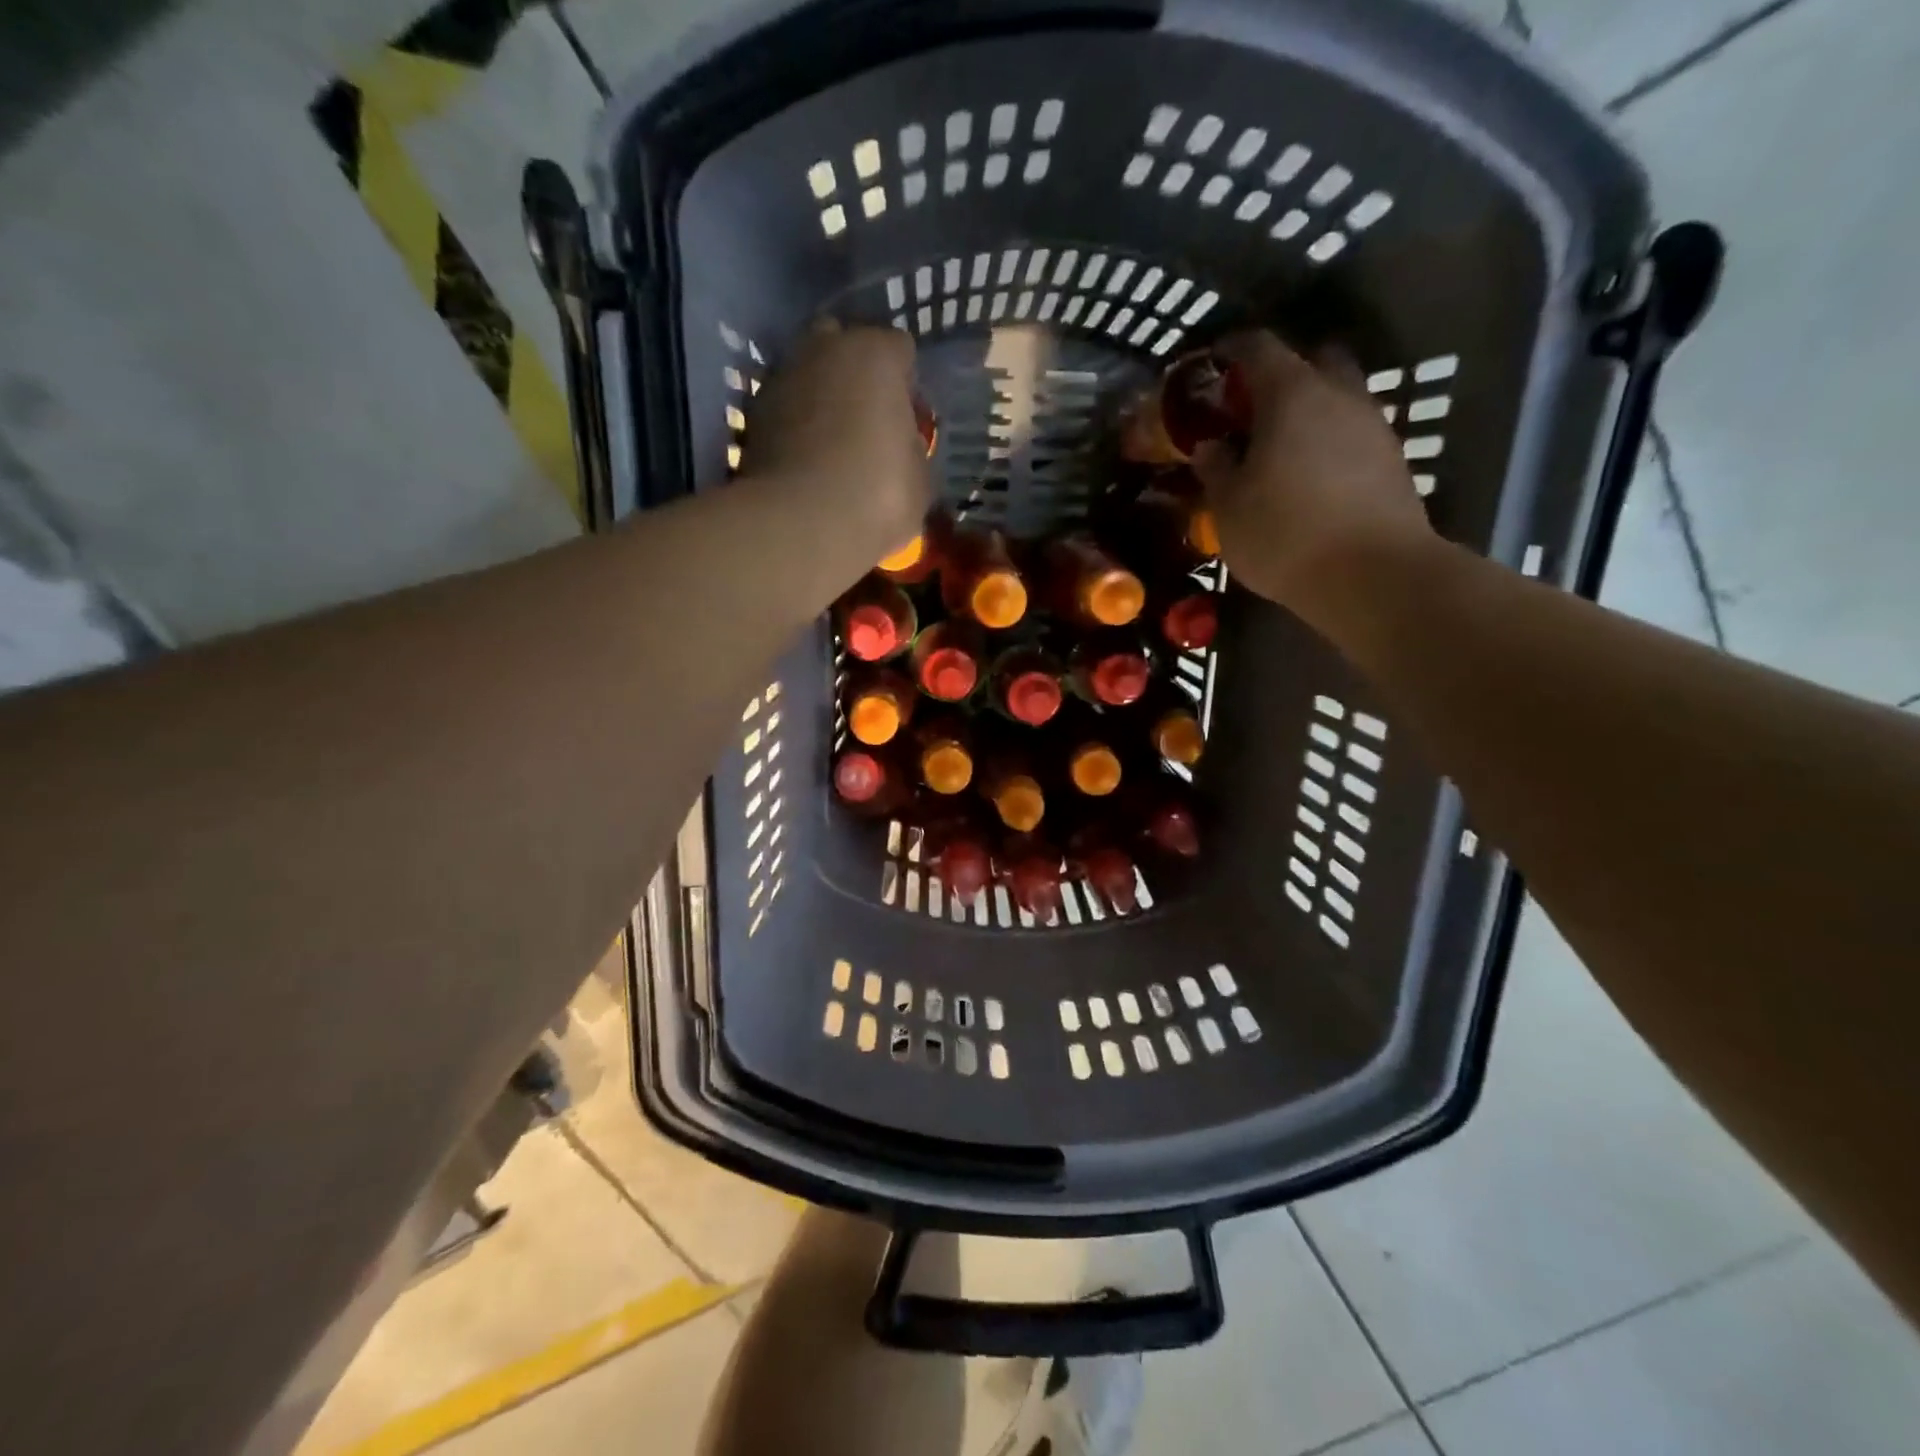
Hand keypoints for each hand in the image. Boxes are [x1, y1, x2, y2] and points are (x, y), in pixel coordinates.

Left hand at [741, 322, 932, 598]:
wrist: (801, 524)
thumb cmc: (879, 494)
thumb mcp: (920, 477)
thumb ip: (911, 446)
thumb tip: (900, 445)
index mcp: (875, 353)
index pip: (899, 350)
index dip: (905, 385)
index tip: (906, 419)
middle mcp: (824, 349)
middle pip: (843, 346)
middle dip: (855, 375)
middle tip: (867, 422)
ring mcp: (781, 378)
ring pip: (807, 375)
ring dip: (820, 399)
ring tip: (832, 446)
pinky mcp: (752, 414)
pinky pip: (783, 410)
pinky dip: (793, 427)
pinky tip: (804, 462)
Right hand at [1190, 332, 1433, 631]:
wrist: (1373, 575)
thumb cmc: (1284, 534)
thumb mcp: (1229, 508)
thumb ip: (1216, 469)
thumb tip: (1210, 447)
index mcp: (1291, 395)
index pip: (1259, 348)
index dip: (1232, 348)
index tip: (1214, 359)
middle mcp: (1339, 395)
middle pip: (1312, 360)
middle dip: (1282, 373)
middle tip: (1253, 406)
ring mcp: (1374, 425)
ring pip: (1339, 396)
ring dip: (1311, 409)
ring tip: (1281, 447)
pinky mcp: (1393, 459)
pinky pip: (1354, 432)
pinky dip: (1331, 440)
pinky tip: (1312, 475)